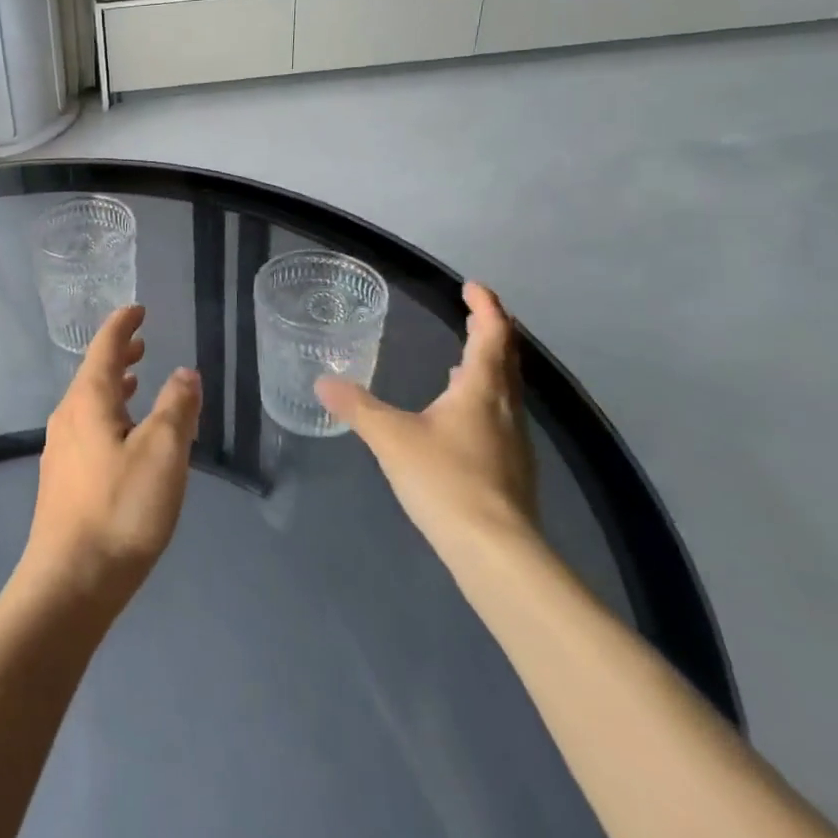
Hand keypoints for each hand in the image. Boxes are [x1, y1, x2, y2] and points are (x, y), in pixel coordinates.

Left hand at [18, 306, 201, 619]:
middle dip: (119, 355)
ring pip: (90, 403)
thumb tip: (184, 372)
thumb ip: (176, 407)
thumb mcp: (162, 453)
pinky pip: (88, 428)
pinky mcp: (62, 480)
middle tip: (142, 343)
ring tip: (137, 382)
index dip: (123, 325)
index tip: (138, 309)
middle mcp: (67, 417)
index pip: (106, 348)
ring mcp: (60, 450)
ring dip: (115, 387)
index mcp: (88, 400)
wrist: (69, 583)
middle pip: (94, 373)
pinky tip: (123, 438)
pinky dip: (109, 415)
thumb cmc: (120, 510)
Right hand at [316, 281, 535, 546]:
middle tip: (474, 313)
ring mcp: (514, 441)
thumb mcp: (391, 437)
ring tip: (463, 361)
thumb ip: (357, 407)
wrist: (496, 551)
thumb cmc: (445, 479)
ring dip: (489, 367)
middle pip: (507, 358)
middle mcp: (506, 408)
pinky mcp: (512, 469)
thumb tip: (323, 381)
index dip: (486, 306)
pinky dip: (484, 399)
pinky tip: (460, 417)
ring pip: (506, 389)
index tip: (472, 286)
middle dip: (492, 331)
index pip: (493, 334)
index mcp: (481, 389)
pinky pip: (501, 416)